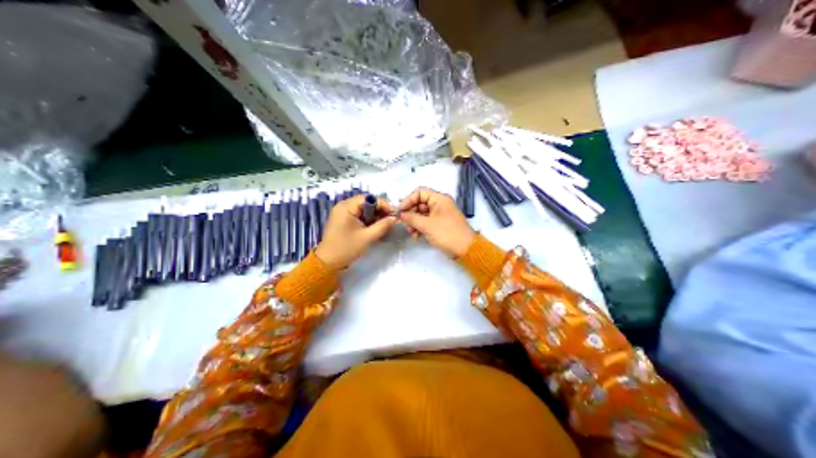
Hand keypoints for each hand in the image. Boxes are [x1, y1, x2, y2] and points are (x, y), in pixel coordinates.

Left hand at [313, 193, 397, 267]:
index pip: (369, 199)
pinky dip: (367, 220)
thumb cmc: (347, 248)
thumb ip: (382, 226)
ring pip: (363, 209)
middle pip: (366, 203)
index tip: (394, 214)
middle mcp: (343, 206)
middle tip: (391, 220)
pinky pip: (358, 215)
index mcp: (346, 207)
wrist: (328, 262)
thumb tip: (395, 218)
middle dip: (380, 210)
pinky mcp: (343, 220)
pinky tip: (375, 227)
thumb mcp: (367, 237)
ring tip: (385, 224)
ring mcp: (342, 213)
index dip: (383, 205)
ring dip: (374, 216)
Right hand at [400, 186, 475, 257]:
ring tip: (410, 233)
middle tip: (404, 224)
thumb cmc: (447, 233)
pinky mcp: (440, 225)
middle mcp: (440, 204)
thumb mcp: (427, 225)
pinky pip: (427, 222)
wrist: (465, 249)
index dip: (408, 200)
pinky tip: (416, 236)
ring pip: (422, 214)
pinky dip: (420, 227)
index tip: (400, 211)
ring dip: (414, 222)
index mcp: (439, 199)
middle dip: (411, 213)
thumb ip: (412, 218)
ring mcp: (440, 215)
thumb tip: (401, 214)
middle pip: (420, 203)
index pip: (419, 193)